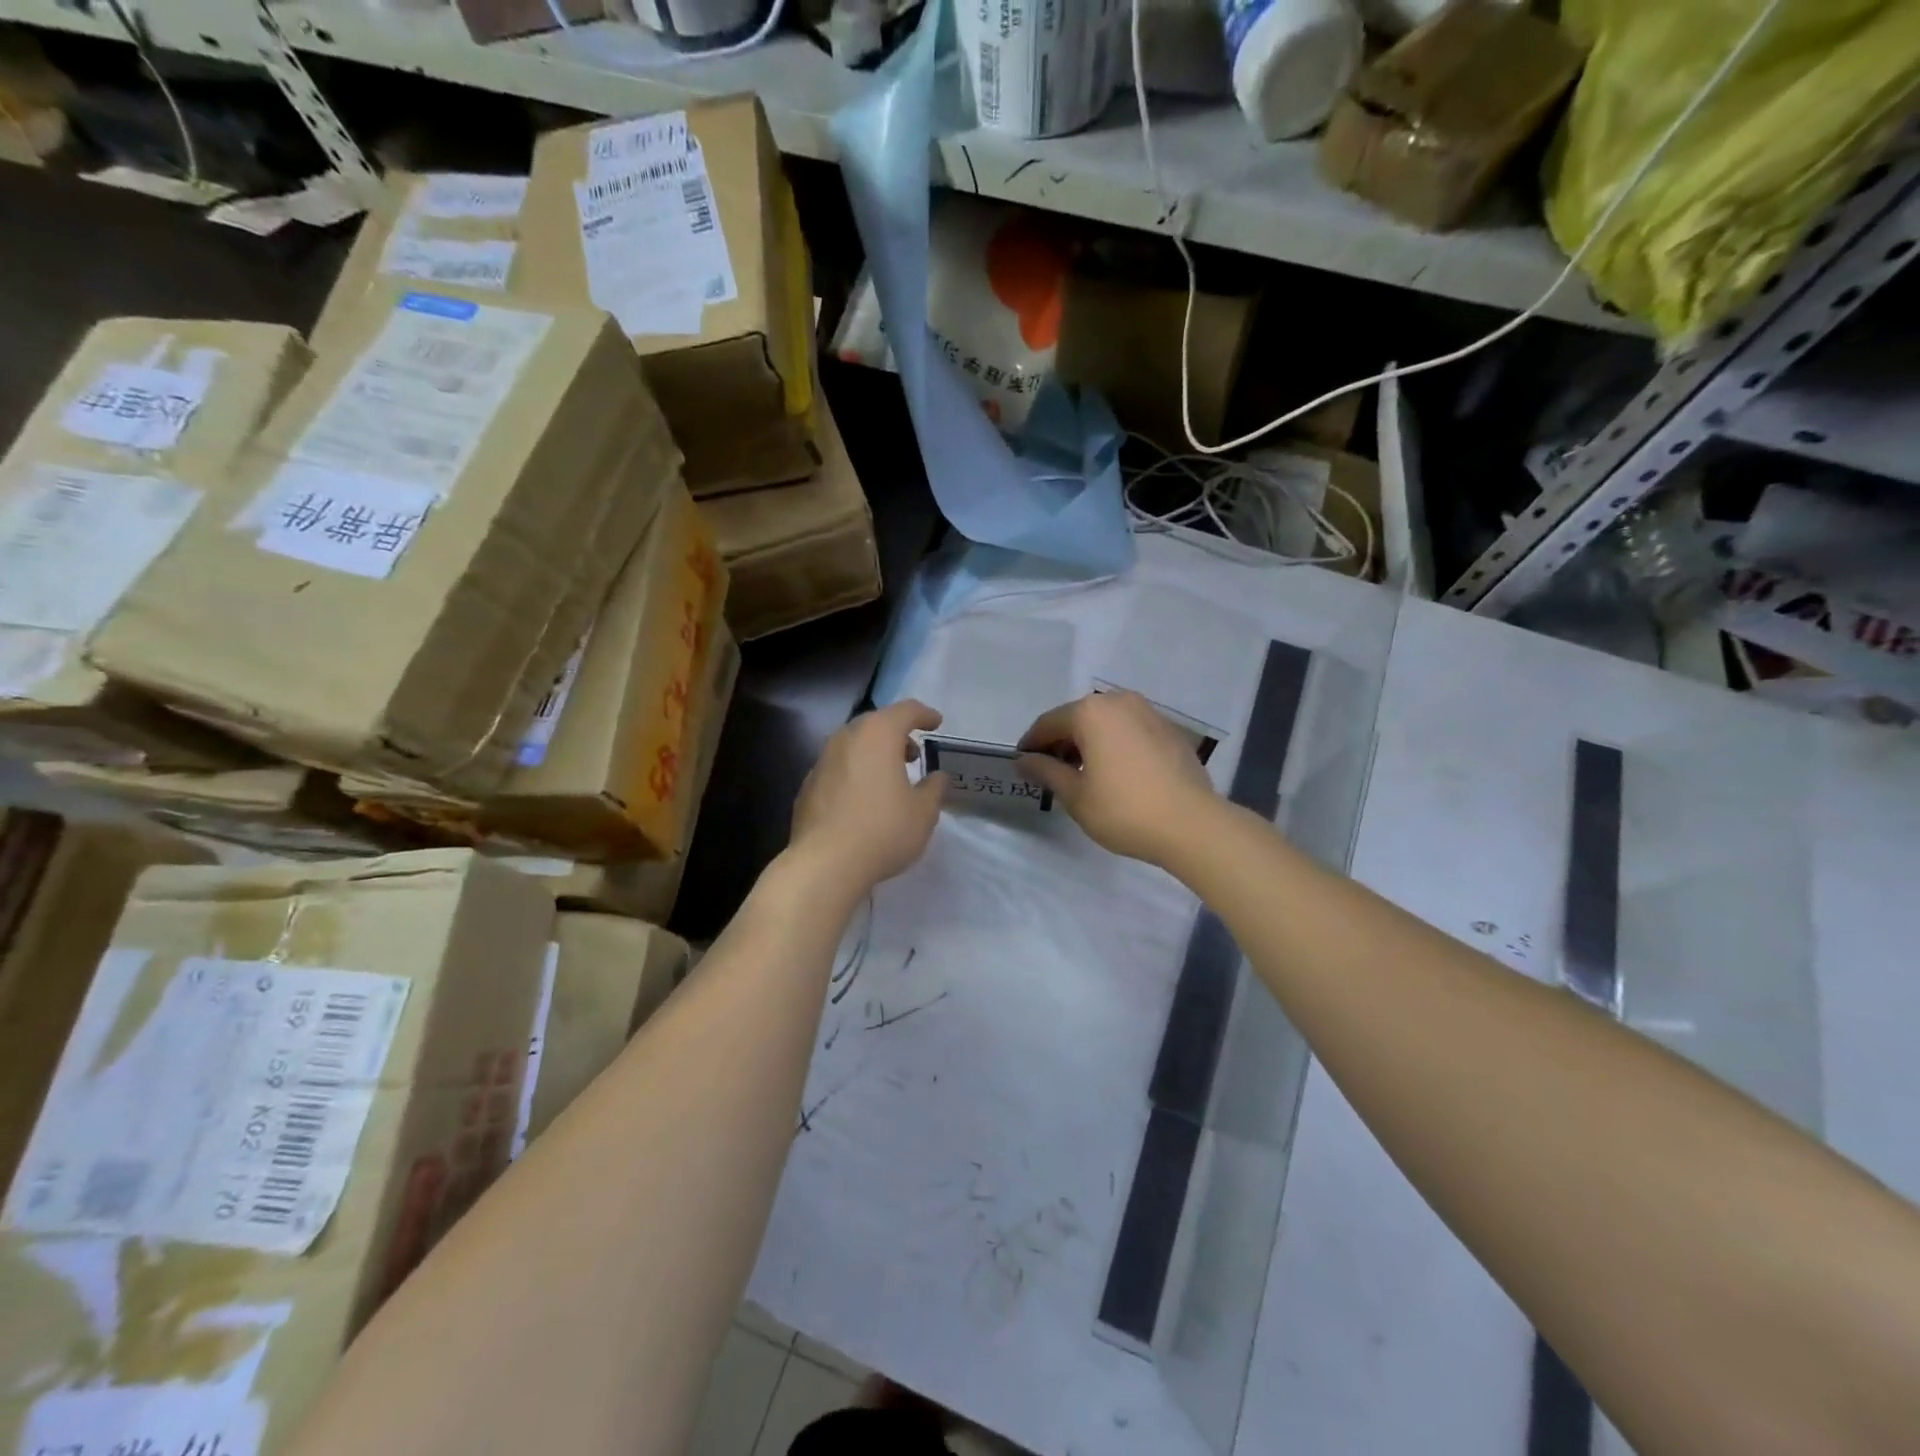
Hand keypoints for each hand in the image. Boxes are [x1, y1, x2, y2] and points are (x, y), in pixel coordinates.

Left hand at [788, 700, 947, 898]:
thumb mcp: (924, 812)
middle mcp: (846, 738)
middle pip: (875, 724)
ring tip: (889, 777)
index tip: (936, 723)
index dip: (924, 714)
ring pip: (853, 745)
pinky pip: (837, 768)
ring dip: (873, 753)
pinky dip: (854, 773)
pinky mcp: (808, 786)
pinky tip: (862, 799)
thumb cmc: (883, 830)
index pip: (905, 710)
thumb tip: (937, 777)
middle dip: (897, 733)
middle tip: (913, 754)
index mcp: (878, 735)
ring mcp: (821, 761)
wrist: (825, 864)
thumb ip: (934, 788)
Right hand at [1017, 691, 1220, 868]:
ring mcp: (1149, 713)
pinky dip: (1115, 745)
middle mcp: (1119, 702)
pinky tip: (1116, 773)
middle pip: (1078, 718)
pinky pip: (1130, 731)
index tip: (1022, 764)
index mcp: (1091, 712)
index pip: (1048, 723)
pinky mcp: (1169, 730)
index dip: (1031, 744)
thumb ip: (1046, 771)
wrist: (1191, 824)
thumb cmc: (1123, 809)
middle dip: (1061, 742)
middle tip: (1051, 772)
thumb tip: (1025, 760)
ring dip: (1089, 743)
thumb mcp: (1075, 795)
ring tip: (1083, 774)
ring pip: (1106, 723)